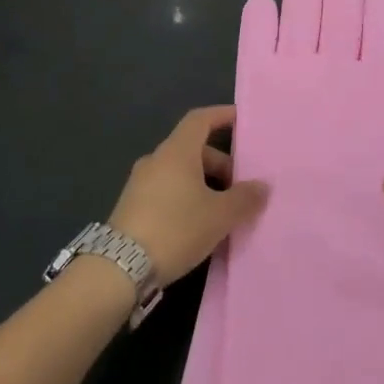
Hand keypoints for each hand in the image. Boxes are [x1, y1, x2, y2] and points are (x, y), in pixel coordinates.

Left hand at [108, 106, 267, 286]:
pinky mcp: (133, 205)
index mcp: (176, 152)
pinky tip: (200, 224)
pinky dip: (187, 197)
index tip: (240, 119)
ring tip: (225, 210)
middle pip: (193, 149)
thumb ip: (244, 198)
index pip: (200, 120)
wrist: (121, 267)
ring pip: (180, 172)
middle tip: (241, 187)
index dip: (221, 115)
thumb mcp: (219, 215)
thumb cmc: (175, 229)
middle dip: (220, 164)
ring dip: (205, 184)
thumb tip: (262, 186)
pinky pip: (167, 190)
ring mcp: (140, 182)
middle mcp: (156, 160)